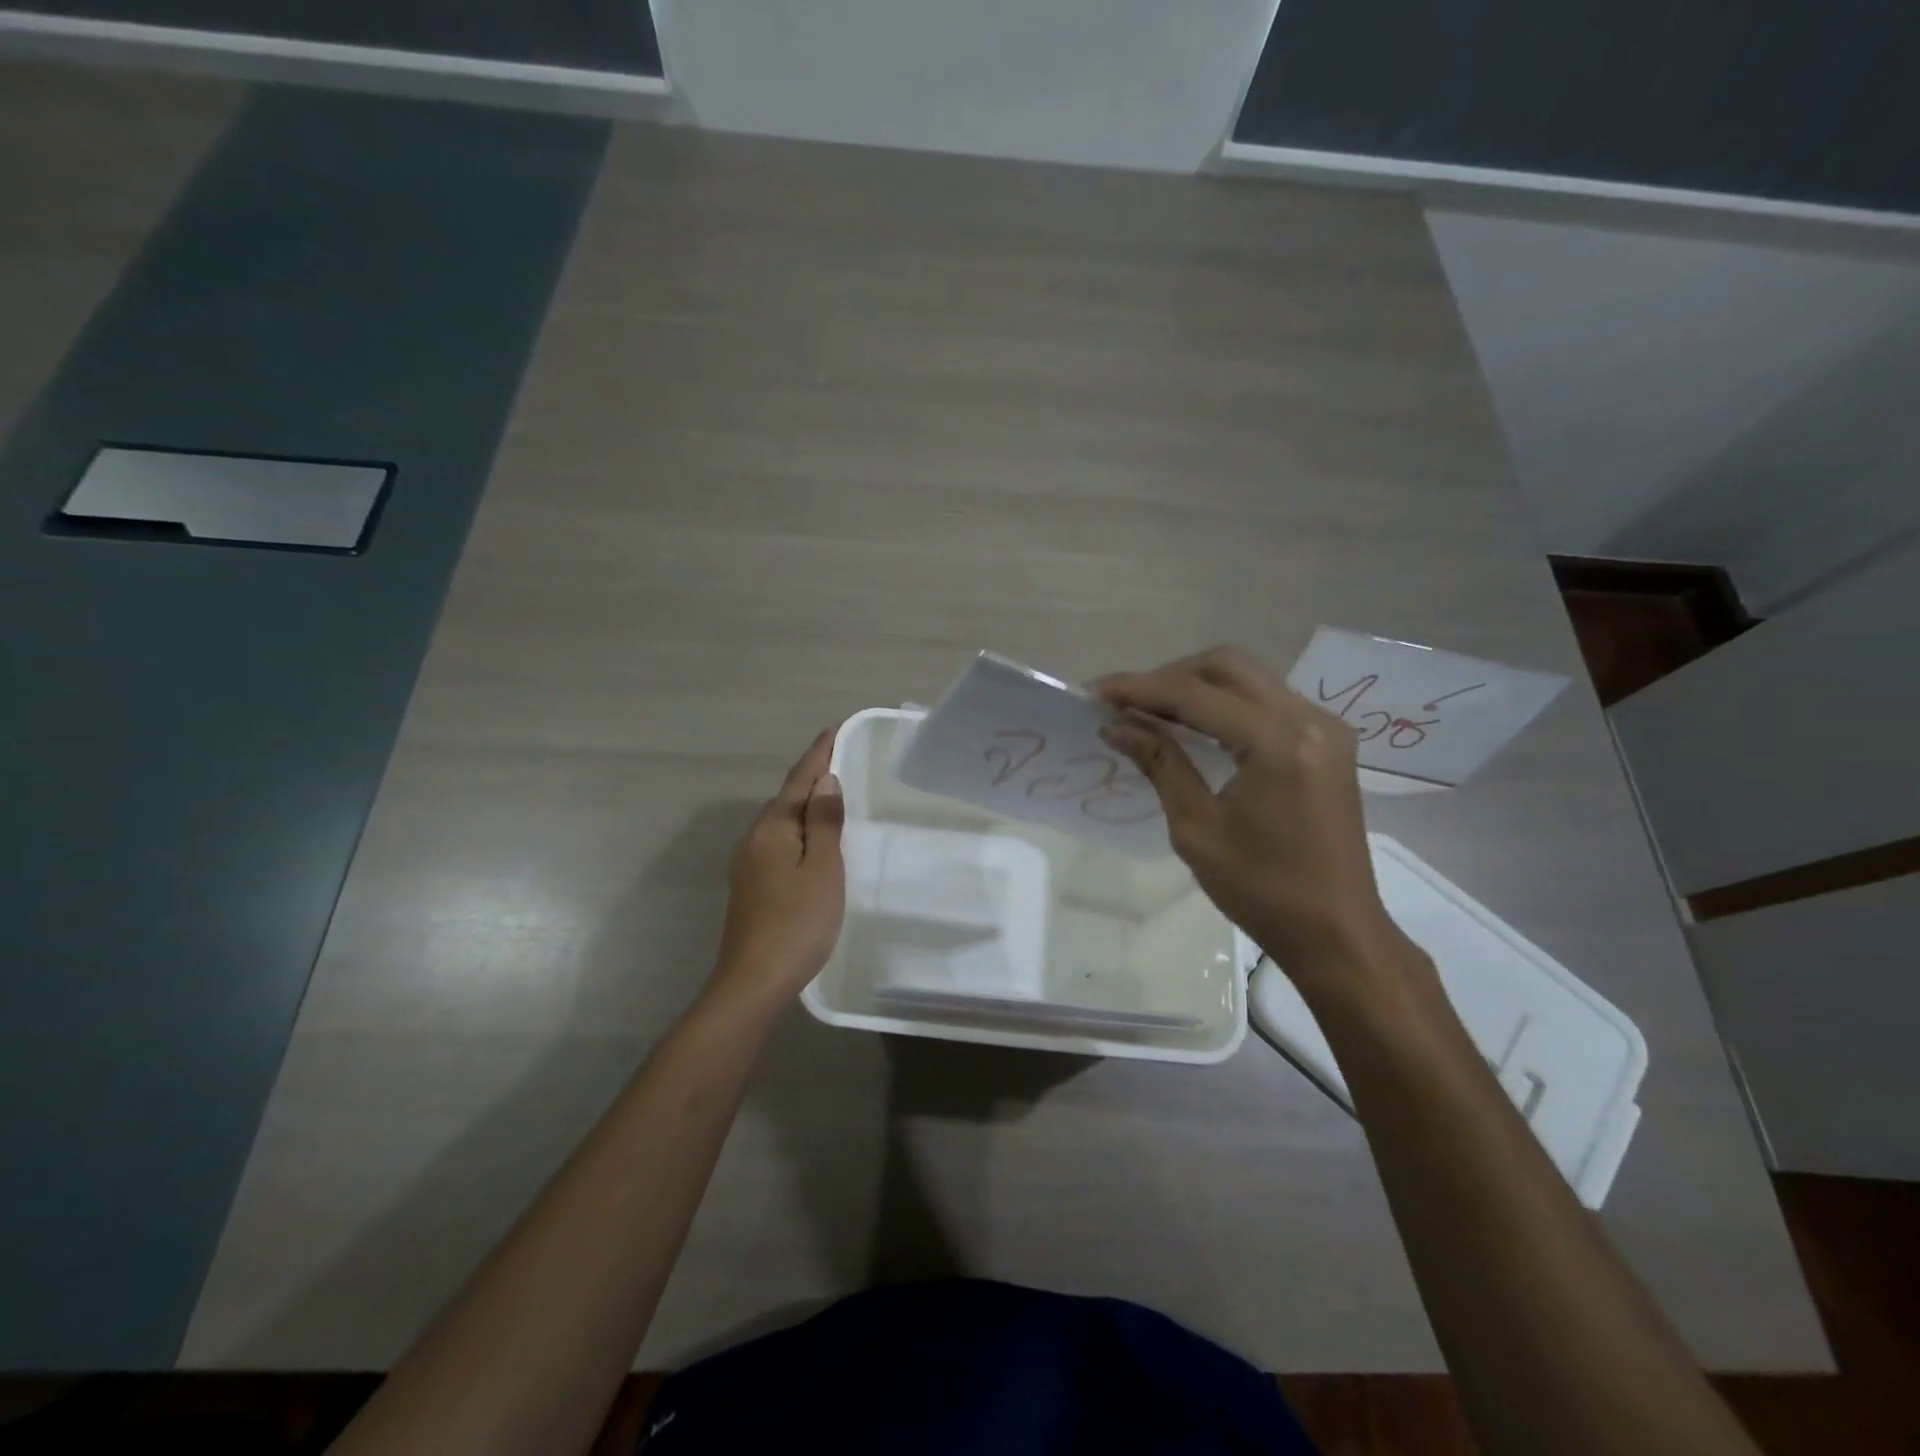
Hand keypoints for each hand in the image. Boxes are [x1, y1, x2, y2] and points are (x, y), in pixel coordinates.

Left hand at [707, 728, 845, 1012]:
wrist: (753, 981)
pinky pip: (779, 842)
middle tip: (840, 757)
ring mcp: (749, 864)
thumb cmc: (797, 922)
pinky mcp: (751, 886)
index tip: (834, 727)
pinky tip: (811, 841)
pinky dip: (799, 831)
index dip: (819, 754)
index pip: (800, 780)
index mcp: (773, 828)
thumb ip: (824, 823)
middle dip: (812, 776)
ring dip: (806, 804)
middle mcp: (755, 839)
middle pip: (787, 798)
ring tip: (831, 794)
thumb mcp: (822, 869)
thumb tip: (825, 782)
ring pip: (782, 822)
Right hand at [1095, 647, 1411, 992]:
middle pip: (1227, 666)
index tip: (1095, 691)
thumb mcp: (1196, 828)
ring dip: (1196, 686)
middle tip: (1125, 701)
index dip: (1140, 688)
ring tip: (1149, 710)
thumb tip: (1116, 726)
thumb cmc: (1261, 890)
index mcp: (1278, 743)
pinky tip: (1193, 725)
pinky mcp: (1328, 742)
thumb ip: (1160, 764)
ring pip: (1248, 678)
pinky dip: (1224, 704)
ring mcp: (1325, 727)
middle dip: (1168, 676)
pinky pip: (1266, 702)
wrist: (1337, 932)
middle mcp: (1309, 719)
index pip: (1196, 694)